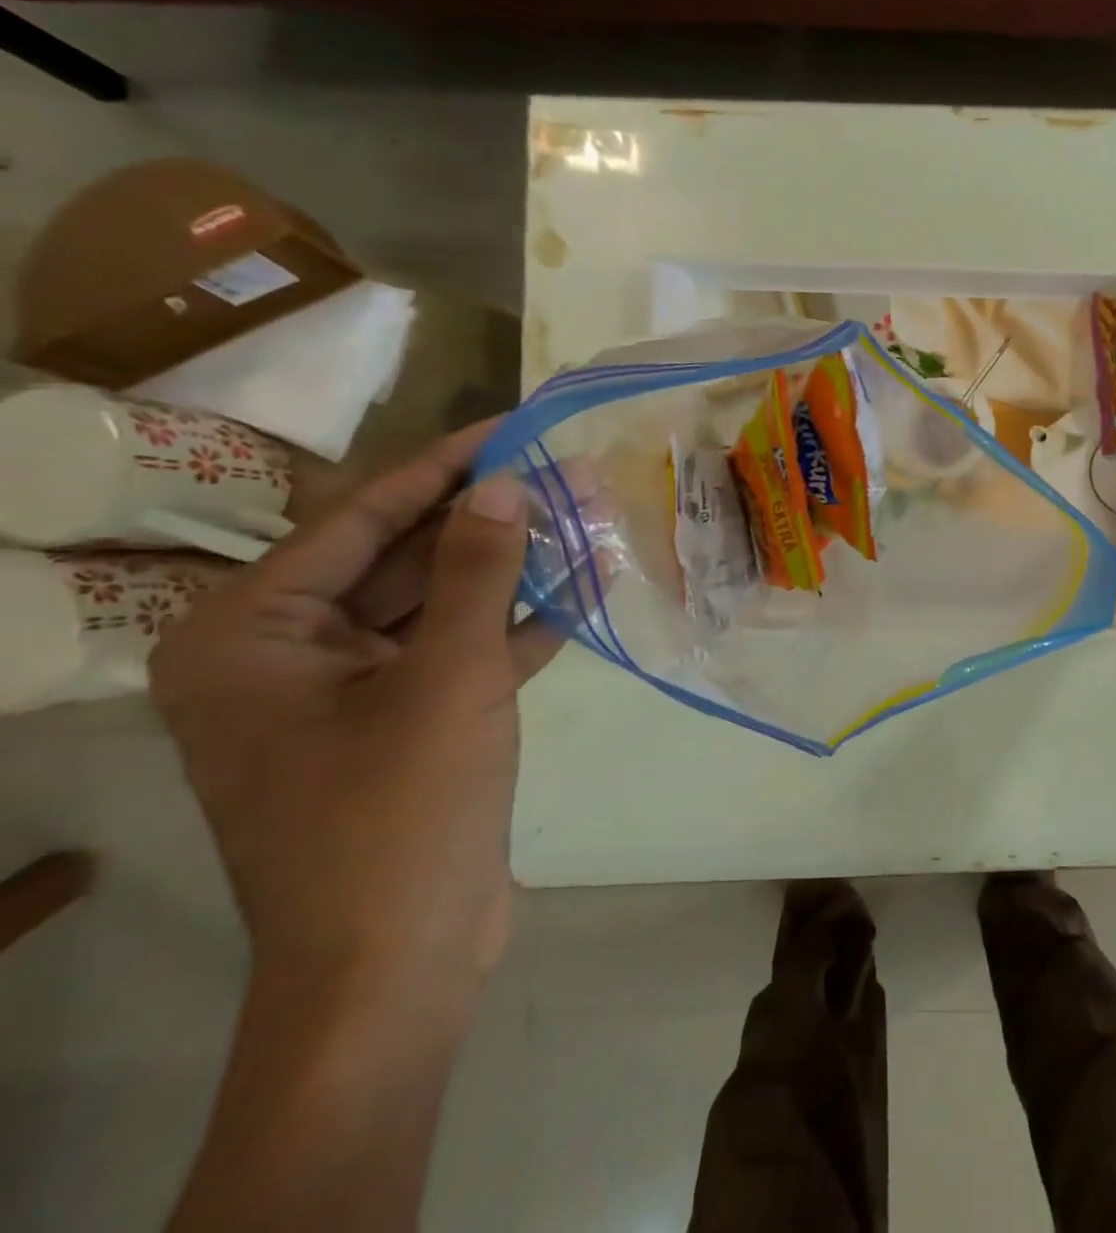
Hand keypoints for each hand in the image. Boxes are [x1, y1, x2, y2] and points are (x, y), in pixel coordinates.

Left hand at [150, 423, 559, 999]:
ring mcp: (350, 694)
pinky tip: (582, 589)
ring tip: (587, 520)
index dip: (442, 467)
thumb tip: (505, 481)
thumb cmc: (399, 813)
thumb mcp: (447, 678)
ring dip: (513, 570)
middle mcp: (288, 654)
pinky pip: (460, 652)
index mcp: (252, 634)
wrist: (399, 965)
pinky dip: (516, 625)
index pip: (359, 519)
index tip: (510, 425)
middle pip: (403, 559)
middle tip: (566, 473)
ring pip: (440, 606)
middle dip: (490, 519)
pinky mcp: (406, 725)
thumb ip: (475, 572)